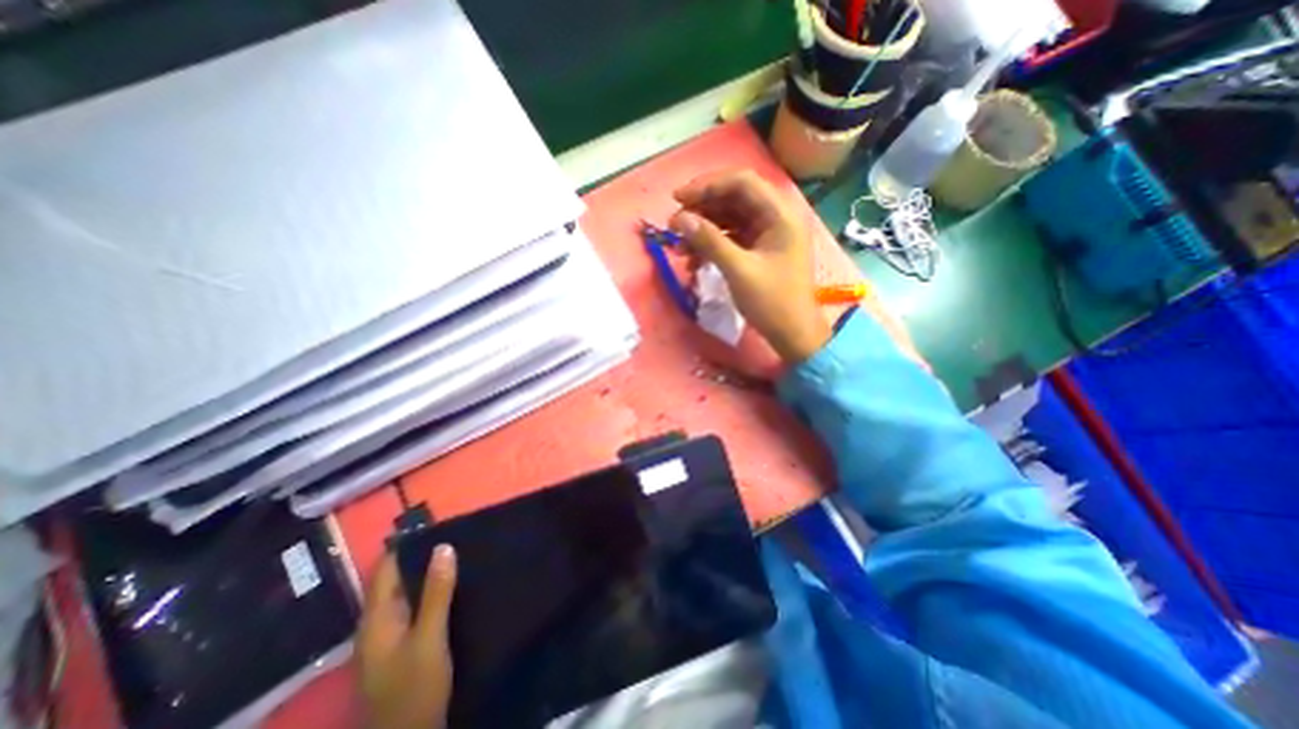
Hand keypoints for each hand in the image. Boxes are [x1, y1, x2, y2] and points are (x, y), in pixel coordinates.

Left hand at [355, 548, 458, 728]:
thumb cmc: (414, 688)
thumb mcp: (430, 637)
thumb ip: (437, 592)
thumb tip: (444, 546)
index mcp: (375, 619)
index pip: (384, 570)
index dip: (404, 545)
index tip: (432, 524)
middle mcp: (375, 624)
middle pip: (393, 580)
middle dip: (418, 556)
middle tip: (452, 535)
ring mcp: (385, 638)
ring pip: (404, 594)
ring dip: (424, 573)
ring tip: (456, 553)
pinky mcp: (398, 647)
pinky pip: (411, 607)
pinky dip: (427, 591)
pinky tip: (450, 586)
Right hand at [669, 167, 831, 364]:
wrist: (792, 334)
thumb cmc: (772, 302)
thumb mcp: (738, 270)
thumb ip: (709, 241)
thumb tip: (679, 219)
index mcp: (780, 214)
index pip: (741, 183)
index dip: (707, 186)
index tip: (677, 199)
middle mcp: (775, 218)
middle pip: (734, 199)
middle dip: (701, 210)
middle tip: (674, 224)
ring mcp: (767, 235)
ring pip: (730, 220)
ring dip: (703, 229)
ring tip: (679, 245)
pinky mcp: (759, 251)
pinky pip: (731, 238)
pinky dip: (712, 245)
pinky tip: (693, 260)